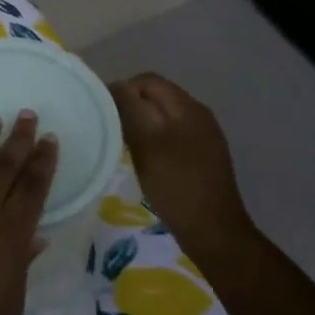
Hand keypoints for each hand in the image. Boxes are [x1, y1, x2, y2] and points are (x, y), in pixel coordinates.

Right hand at [109, 74, 251, 252]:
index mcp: (188, 108)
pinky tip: (141, 159)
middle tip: (108, 128)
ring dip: (139, 124)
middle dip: (130, 106)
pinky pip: (169, 135)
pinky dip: (151, 140)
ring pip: (161, 117)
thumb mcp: (147, 144)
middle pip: (156, 96)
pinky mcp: (200, 157)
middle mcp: (198, 116)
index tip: (101, 112)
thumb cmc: (177, 185)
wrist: (213, 233)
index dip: (121, 89)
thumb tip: (114, 87)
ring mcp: (202, 138)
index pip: (148, 81)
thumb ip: (130, 109)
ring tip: (120, 143)